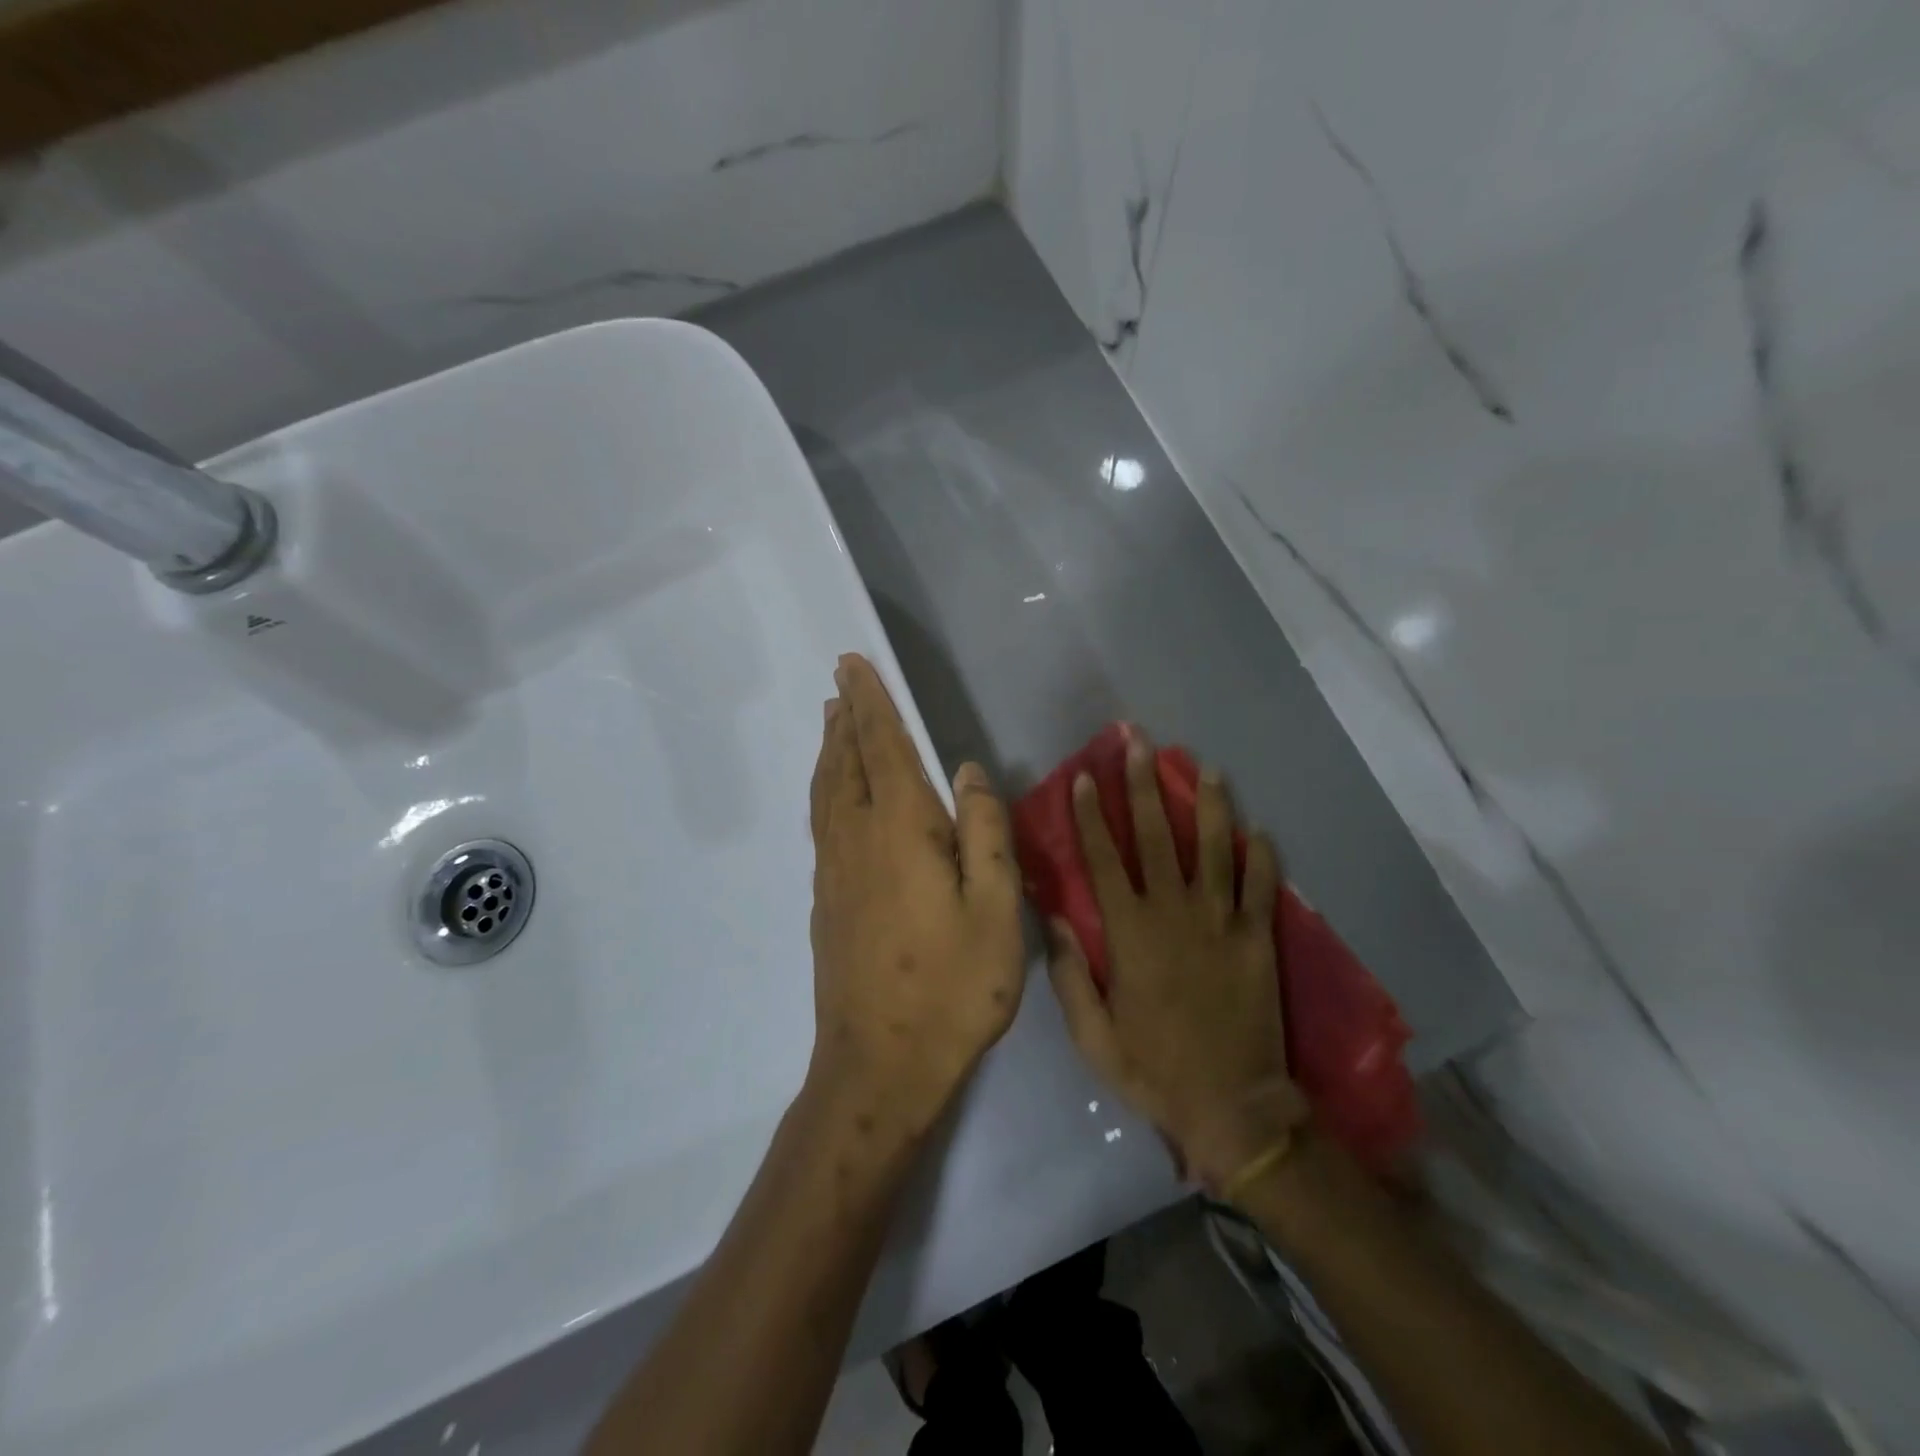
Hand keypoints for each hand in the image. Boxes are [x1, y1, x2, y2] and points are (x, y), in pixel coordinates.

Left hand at [807, 654, 1024, 1140]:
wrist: (879, 1065)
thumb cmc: (951, 988)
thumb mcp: (995, 910)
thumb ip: (985, 832)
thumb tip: (966, 770)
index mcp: (901, 831)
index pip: (882, 748)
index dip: (870, 703)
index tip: (852, 665)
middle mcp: (857, 839)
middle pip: (846, 762)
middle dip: (846, 717)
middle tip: (840, 681)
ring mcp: (834, 871)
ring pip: (827, 791)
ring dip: (831, 749)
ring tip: (831, 721)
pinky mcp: (826, 899)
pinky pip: (821, 821)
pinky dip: (825, 788)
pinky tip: (832, 794)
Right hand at [1046, 733, 1308, 1192]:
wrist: (1233, 1108)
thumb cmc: (1153, 1070)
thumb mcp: (1092, 1035)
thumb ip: (1070, 974)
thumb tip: (1053, 917)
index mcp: (1129, 933)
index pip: (1103, 859)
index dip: (1091, 815)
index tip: (1085, 777)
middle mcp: (1173, 913)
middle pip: (1155, 836)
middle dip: (1143, 785)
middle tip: (1139, 743)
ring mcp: (1222, 922)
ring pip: (1214, 849)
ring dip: (1208, 805)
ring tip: (1206, 768)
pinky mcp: (1259, 939)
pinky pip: (1261, 887)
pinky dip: (1262, 857)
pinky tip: (1259, 830)